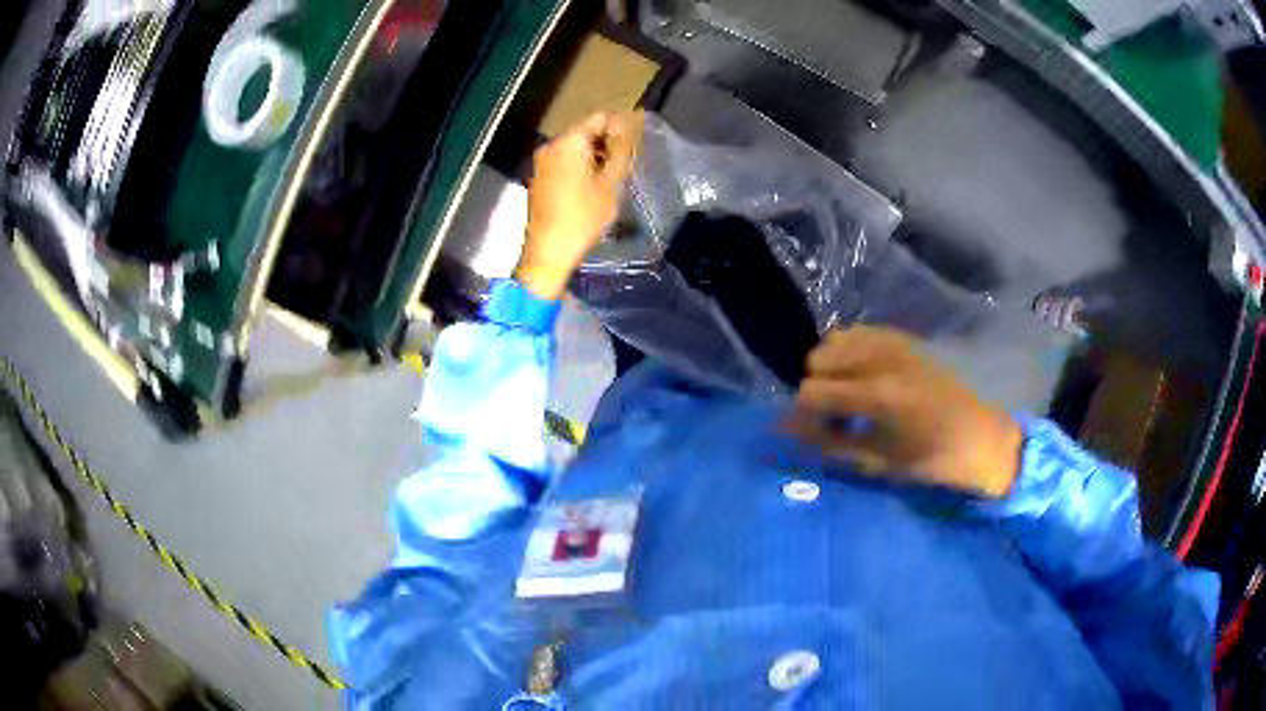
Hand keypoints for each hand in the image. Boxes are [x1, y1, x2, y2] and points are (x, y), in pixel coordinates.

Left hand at [516, 110, 642, 299]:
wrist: (548, 252)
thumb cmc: (584, 216)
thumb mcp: (612, 183)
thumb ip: (621, 149)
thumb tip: (627, 126)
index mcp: (569, 141)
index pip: (599, 117)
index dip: (620, 125)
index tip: (635, 144)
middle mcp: (551, 145)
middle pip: (585, 131)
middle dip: (607, 142)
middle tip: (626, 162)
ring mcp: (541, 162)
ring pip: (574, 148)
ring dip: (594, 156)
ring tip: (612, 176)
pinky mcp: (539, 178)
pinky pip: (563, 162)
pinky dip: (580, 167)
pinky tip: (592, 186)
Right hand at [788, 326, 1022, 497]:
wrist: (980, 438)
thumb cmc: (932, 460)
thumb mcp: (878, 462)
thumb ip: (830, 444)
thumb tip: (789, 432)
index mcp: (878, 394)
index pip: (812, 392)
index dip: (803, 416)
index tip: (813, 434)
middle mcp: (882, 358)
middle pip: (817, 359)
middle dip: (817, 390)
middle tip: (835, 418)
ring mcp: (894, 342)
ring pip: (835, 340)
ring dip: (832, 369)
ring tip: (849, 396)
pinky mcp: (904, 338)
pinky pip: (859, 332)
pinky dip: (850, 352)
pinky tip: (863, 378)